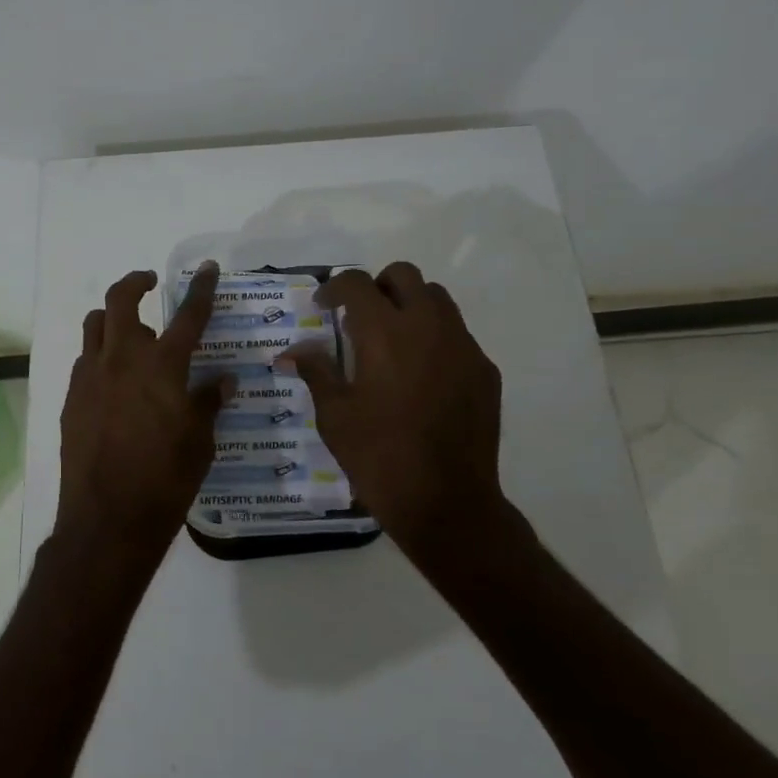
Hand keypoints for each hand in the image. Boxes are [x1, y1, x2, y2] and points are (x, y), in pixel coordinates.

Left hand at [55, 264, 231, 568]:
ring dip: (111, 317)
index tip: (206, 268)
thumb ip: (209, 403)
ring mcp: (90, 376)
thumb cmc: (166, 480)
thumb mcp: (200, 442)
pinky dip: (99, 355)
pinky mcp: (71, 398)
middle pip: (120, 300)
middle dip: (135, 282)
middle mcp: (122, 359)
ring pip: (94, 325)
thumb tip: (223, 380)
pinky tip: (112, 379)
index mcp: (162, 366)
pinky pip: (84, 360)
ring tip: (127, 330)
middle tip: (149, 283)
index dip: (200, 289)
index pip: (188, 315)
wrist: (107, 519)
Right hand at [281, 262, 513, 550]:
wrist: (447, 502)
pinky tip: (420, 376)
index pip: (357, 283)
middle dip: (377, 287)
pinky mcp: (484, 371)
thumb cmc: (379, 456)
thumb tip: (294, 351)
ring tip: (391, 342)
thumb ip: (316, 371)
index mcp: (385, 333)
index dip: (334, 288)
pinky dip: (434, 338)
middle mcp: (428, 327)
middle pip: (405, 276)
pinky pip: (457, 335)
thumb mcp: (334, 415)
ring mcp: (463, 347)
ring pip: (438, 299)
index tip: (322, 307)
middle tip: (359, 317)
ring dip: (410, 306)